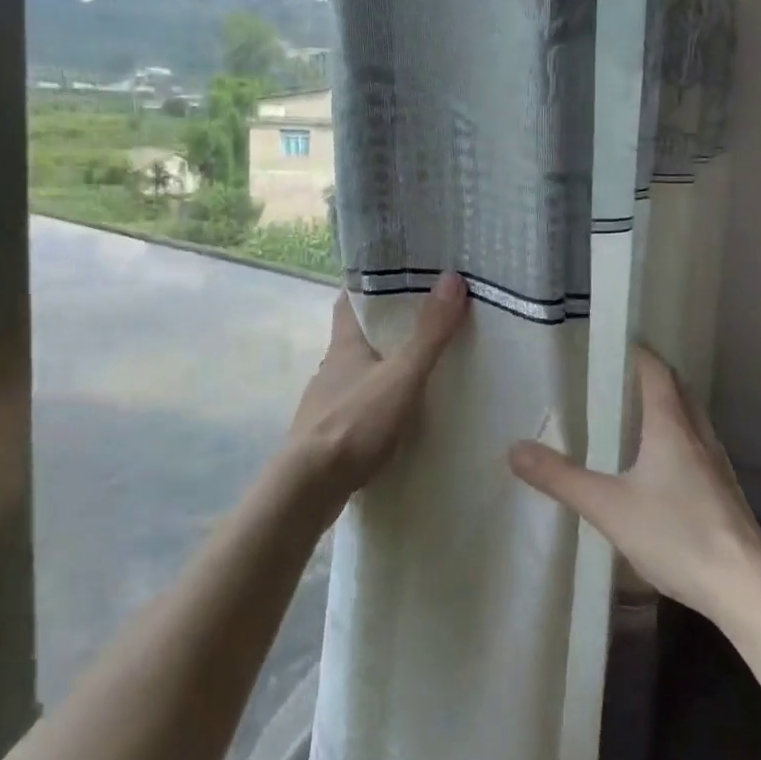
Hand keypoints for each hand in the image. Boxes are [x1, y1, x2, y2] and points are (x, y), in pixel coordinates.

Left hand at [286, 271, 469, 507]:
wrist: (309, 487)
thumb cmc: (354, 423)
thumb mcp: (401, 376)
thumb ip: (428, 333)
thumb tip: (452, 278)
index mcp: (344, 344)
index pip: (350, 299)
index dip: (368, 283)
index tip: (395, 272)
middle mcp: (332, 366)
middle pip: (358, 335)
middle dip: (386, 325)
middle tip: (425, 316)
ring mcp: (328, 401)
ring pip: (359, 371)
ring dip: (384, 365)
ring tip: (421, 364)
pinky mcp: (330, 432)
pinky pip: (360, 405)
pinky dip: (379, 401)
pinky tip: (400, 412)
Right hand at [509, 345, 760, 620]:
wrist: (747, 589)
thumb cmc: (677, 535)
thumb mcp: (608, 507)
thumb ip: (561, 478)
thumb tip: (514, 449)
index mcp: (671, 427)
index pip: (656, 372)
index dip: (637, 353)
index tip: (612, 344)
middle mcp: (698, 436)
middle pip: (677, 391)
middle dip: (651, 377)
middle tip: (616, 376)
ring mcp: (716, 466)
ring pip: (690, 420)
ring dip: (667, 408)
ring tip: (634, 415)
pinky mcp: (724, 493)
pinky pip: (697, 448)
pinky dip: (677, 439)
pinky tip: (660, 466)